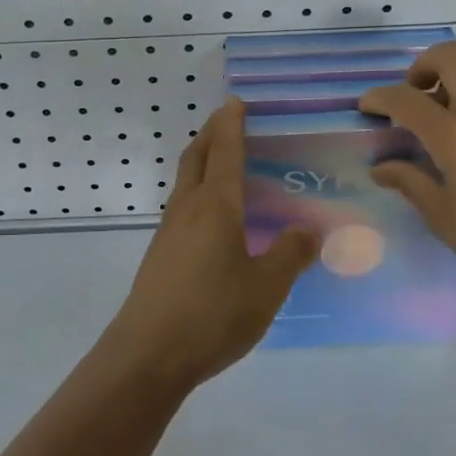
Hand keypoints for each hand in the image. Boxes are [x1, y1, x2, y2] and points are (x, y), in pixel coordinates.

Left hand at [106, 100, 320, 389]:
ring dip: (201, 160)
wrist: (147, 354)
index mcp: (215, 206)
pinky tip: (209, 214)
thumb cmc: (212, 314)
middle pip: (196, 157)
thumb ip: (289, 256)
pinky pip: (181, 205)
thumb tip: (308, 230)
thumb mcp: (265, 288)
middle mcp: (187, 209)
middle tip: (226, 119)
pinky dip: (196, 189)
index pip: (225, 153)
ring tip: (219, 159)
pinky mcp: (160, 255)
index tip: (234, 102)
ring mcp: (168, 232)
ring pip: (184, 181)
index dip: (231, 125)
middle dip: (211, 133)